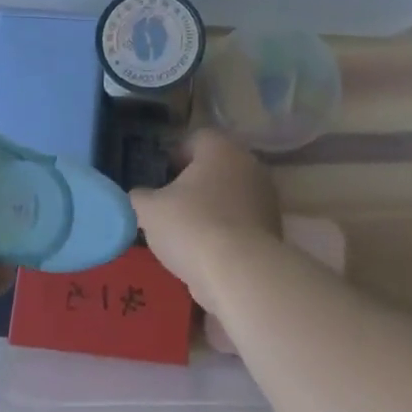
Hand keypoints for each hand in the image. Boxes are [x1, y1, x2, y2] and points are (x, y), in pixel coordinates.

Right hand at [128, 130, 280, 308]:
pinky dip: (227, 231)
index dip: (177, 155)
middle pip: (217, 166)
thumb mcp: (150, 210)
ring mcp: (265, 197)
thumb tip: (138, 197)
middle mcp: (249, 164)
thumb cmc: (191, 226)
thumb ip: (139, 197)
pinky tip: (208, 251)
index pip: (197, 139)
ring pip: (232, 195)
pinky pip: (243, 222)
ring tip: (188, 232)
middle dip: (195, 182)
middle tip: (172, 203)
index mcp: (221, 148)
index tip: (162, 174)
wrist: (240, 272)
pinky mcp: (274, 228)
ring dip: (213, 207)